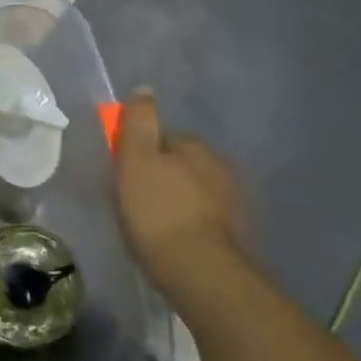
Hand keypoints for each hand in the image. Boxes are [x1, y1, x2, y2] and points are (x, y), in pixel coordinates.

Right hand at [115, 92, 247, 292]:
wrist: (201, 272)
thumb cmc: (159, 212)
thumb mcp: (137, 160)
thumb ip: (140, 122)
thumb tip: (144, 89)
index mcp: (196, 147)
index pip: (162, 140)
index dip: (139, 155)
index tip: (123, 177)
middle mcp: (221, 167)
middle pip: (179, 165)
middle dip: (160, 179)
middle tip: (134, 204)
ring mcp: (234, 202)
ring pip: (193, 193)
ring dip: (176, 203)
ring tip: (153, 229)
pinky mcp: (237, 235)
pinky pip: (205, 220)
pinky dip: (190, 226)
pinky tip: (175, 243)